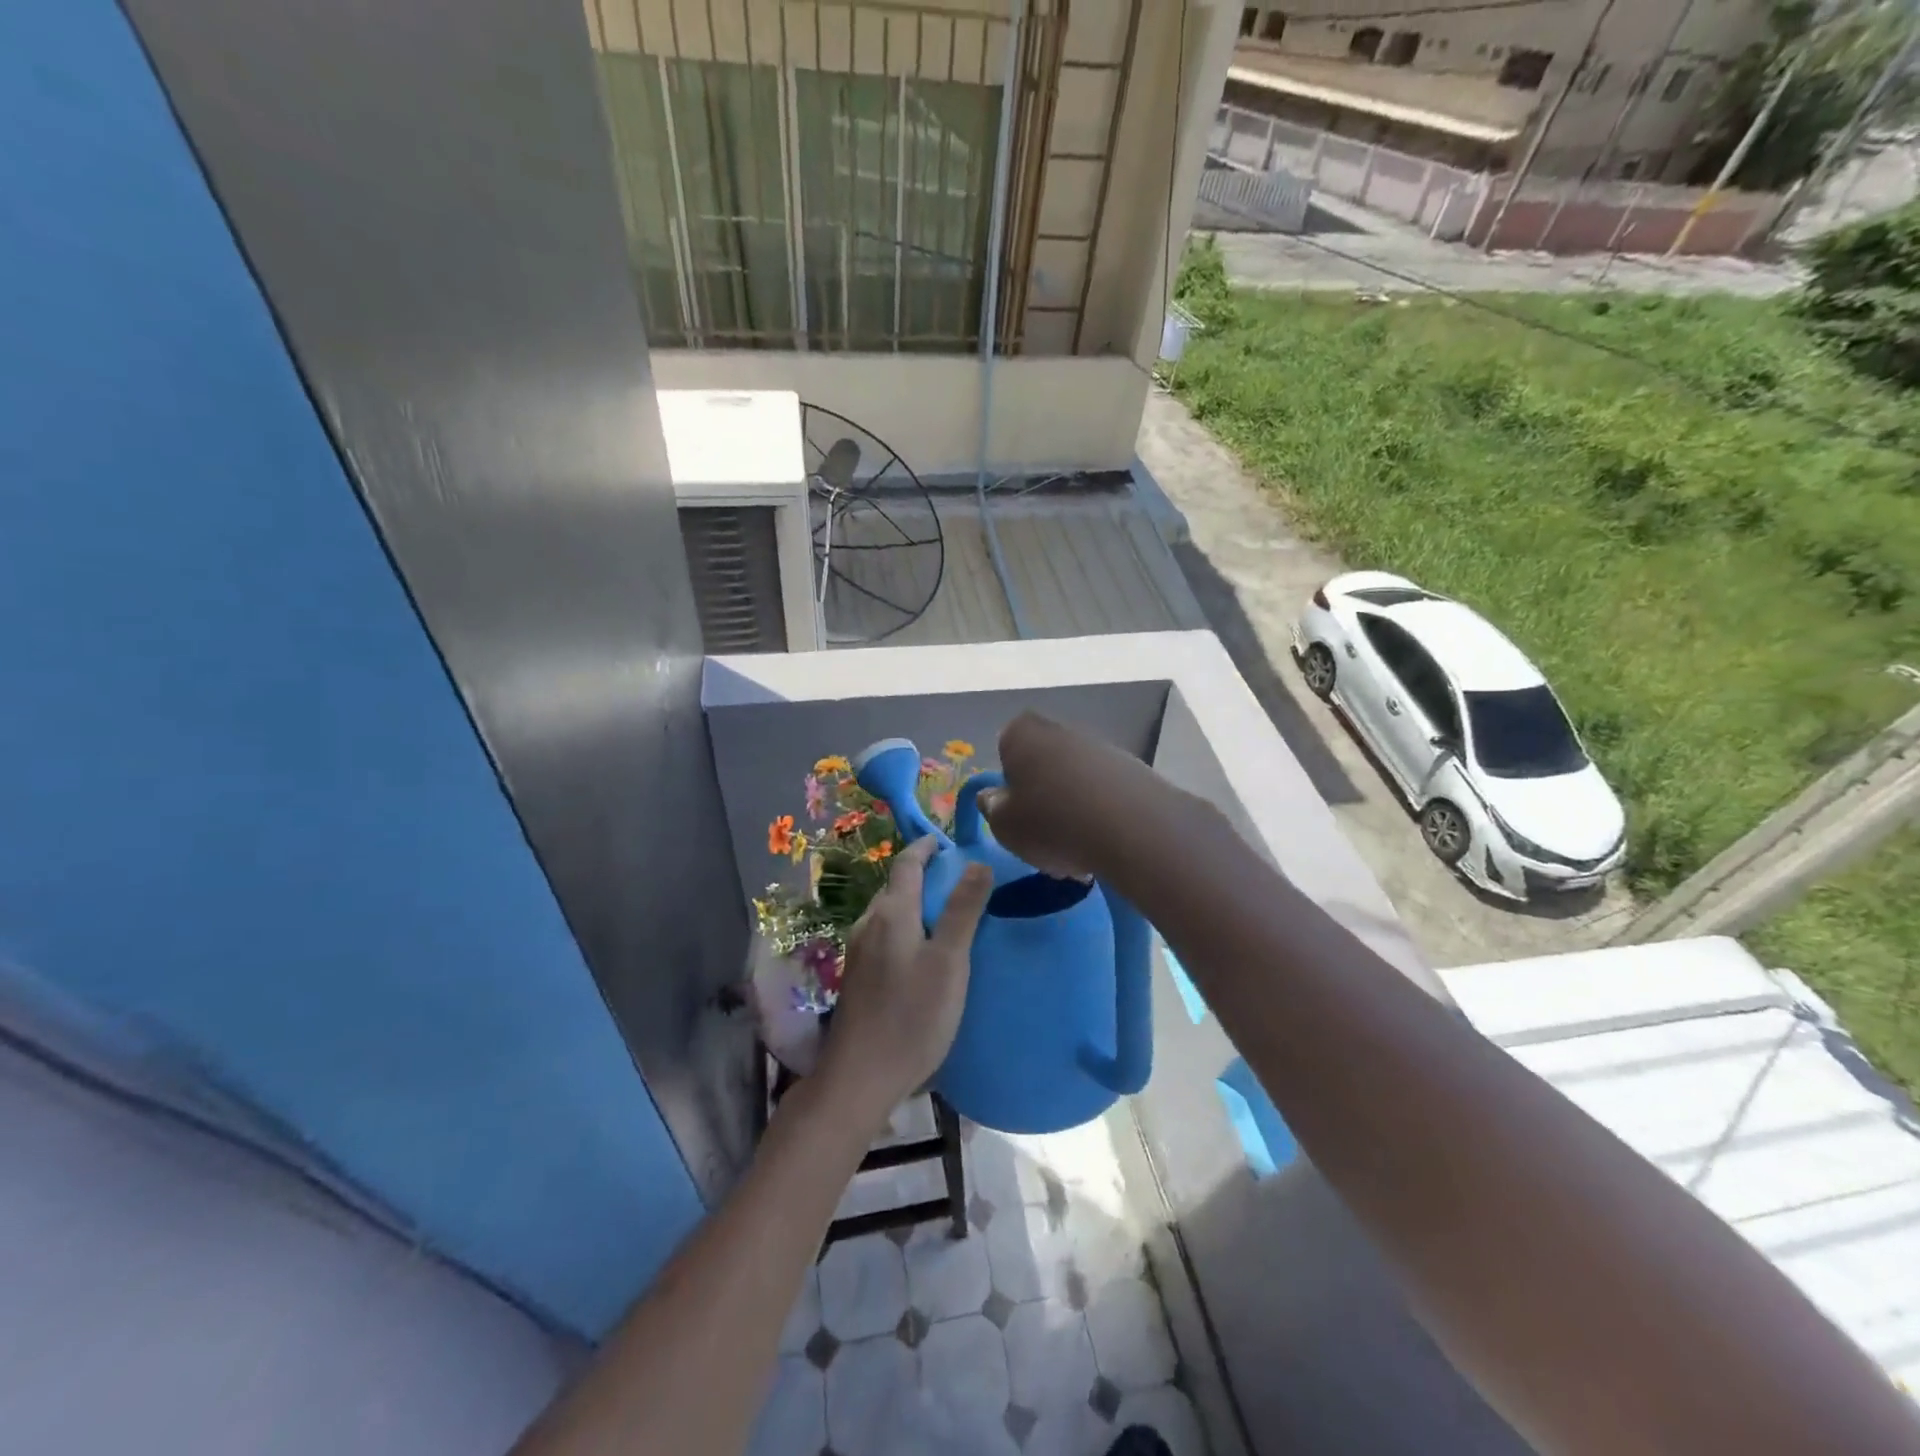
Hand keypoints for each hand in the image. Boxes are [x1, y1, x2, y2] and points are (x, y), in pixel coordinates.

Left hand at [816, 837, 992, 1123]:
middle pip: (896, 887)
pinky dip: (906, 929)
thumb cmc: (912, 1016)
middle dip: (923, 877)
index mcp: (891, 913)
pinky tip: (922, 954)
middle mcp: (868, 924)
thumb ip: (963, 910)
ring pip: (889, 914)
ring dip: (914, 905)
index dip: (925, 848)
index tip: (945, 842)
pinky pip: (884, 937)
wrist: (860, 1077)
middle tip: (958, 882)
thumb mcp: (949, 961)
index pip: (906, 864)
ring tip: (945, 917)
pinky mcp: (857, 977)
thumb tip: (977, 862)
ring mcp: (857, 952)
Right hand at [975, 713, 1173, 879]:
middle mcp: (1061, 730)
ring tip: (1076, 847)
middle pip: (1044, 762)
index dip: (1008, 779)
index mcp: (1023, 734)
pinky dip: (1101, 813)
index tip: (1014, 809)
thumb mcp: (1005, 825)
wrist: (1134, 829)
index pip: (1005, 746)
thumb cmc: (1052, 823)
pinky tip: (1103, 843)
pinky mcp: (1134, 769)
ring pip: (1075, 778)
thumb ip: (992, 807)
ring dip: (1073, 806)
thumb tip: (992, 796)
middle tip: (1043, 832)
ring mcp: (1101, 747)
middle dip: (1042, 793)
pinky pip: (1105, 792)